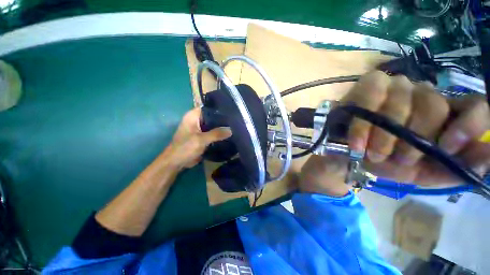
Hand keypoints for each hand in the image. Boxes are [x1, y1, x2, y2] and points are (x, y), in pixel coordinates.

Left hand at [166, 108, 231, 169]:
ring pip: (213, 125)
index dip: (219, 108)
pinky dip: (219, 134)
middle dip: (222, 119)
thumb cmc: (185, 148)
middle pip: (212, 116)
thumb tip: (231, 130)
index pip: (208, 107)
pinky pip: (213, 133)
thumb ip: (216, 134)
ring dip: (221, 127)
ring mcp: (200, 129)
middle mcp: (197, 120)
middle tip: (235, 120)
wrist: (177, 162)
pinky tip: (229, 135)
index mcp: (193, 116)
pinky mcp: (202, 136)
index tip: (231, 110)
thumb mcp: (201, 140)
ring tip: (235, 126)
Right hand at [343, 71, 489, 185]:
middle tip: (399, 160)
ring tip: (374, 155)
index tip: (446, 149)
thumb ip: (453, 169)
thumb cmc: (384, 163)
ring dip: (387, 136)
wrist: (347, 154)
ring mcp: (395, 86)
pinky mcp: (368, 85)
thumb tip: (487, 157)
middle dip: (415, 139)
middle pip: (433, 105)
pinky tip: (358, 143)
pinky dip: (364, 125)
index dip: (468, 126)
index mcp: (442, 115)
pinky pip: (371, 97)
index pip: (475, 106)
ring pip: (402, 102)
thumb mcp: (421, 173)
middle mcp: (423, 94)